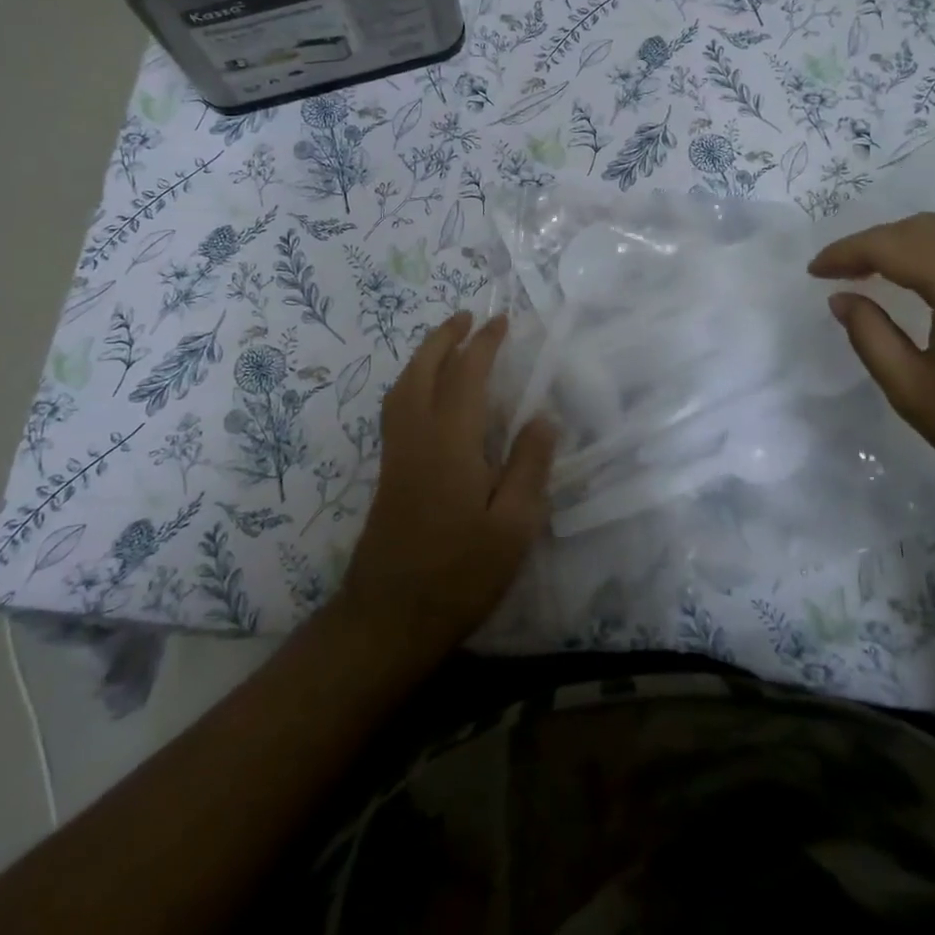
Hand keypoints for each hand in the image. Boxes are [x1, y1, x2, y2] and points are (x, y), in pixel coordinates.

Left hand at [337, 312, 556, 665]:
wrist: (389, 617)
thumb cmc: (459, 573)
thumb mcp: (513, 527)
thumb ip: (529, 466)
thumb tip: (545, 416)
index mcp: (450, 441)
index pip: (466, 375)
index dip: (484, 344)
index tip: (501, 321)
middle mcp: (417, 435)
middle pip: (423, 369)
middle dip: (445, 337)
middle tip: (467, 317)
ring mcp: (396, 453)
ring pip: (403, 386)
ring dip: (424, 356)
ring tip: (447, 343)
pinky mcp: (389, 472)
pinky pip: (397, 406)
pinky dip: (413, 380)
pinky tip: (427, 393)